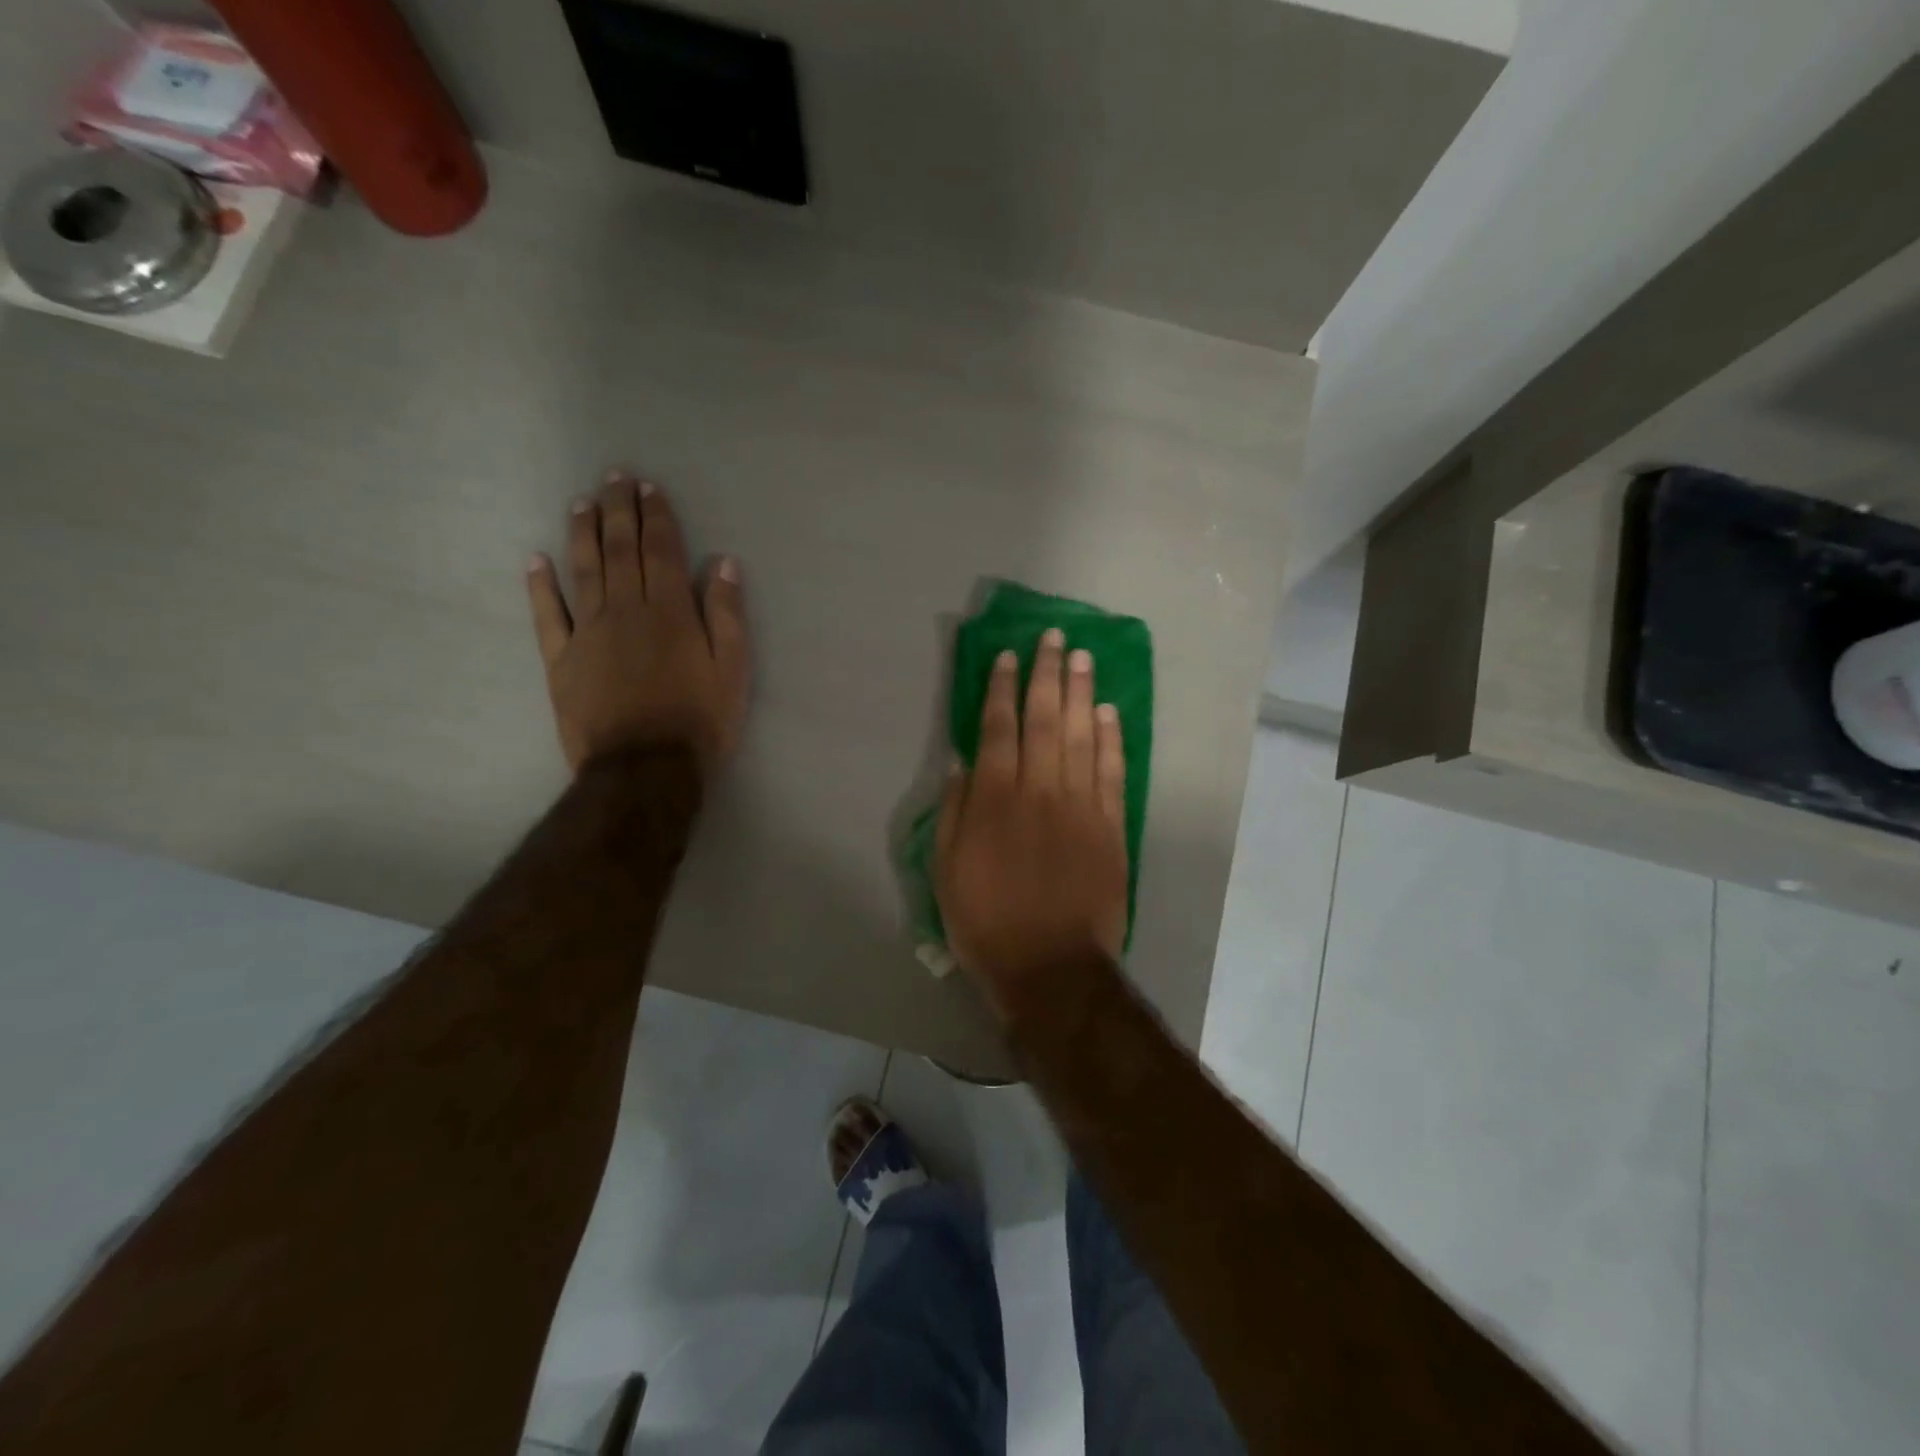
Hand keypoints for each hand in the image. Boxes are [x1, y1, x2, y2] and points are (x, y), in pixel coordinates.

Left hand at [526, 471, 750, 778]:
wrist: (644, 769)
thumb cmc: (699, 721)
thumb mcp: (732, 670)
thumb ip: (727, 615)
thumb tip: (722, 563)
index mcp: (670, 612)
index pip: (662, 551)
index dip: (656, 516)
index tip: (648, 487)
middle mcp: (626, 610)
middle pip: (620, 551)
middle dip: (618, 511)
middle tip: (613, 478)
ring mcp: (588, 633)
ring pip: (583, 571)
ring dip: (582, 534)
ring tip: (580, 503)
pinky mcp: (561, 660)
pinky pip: (547, 616)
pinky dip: (540, 587)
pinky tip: (535, 561)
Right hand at [935, 629, 1128, 1018]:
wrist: (1052, 966)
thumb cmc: (987, 921)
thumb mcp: (946, 871)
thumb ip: (955, 811)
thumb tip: (962, 761)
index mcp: (994, 799)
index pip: (997, 728)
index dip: (1000, 688)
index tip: (1006, 656)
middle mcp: (1039, 789)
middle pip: (1044, 719)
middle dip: (1046, 674)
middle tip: (1053, 638)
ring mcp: (1080, 805)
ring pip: (1082, 735)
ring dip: (1081, 692)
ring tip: (1082, 657)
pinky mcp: (1111, 825)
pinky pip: (1112, 771)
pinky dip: (1111, 738)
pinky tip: (1108, 711)